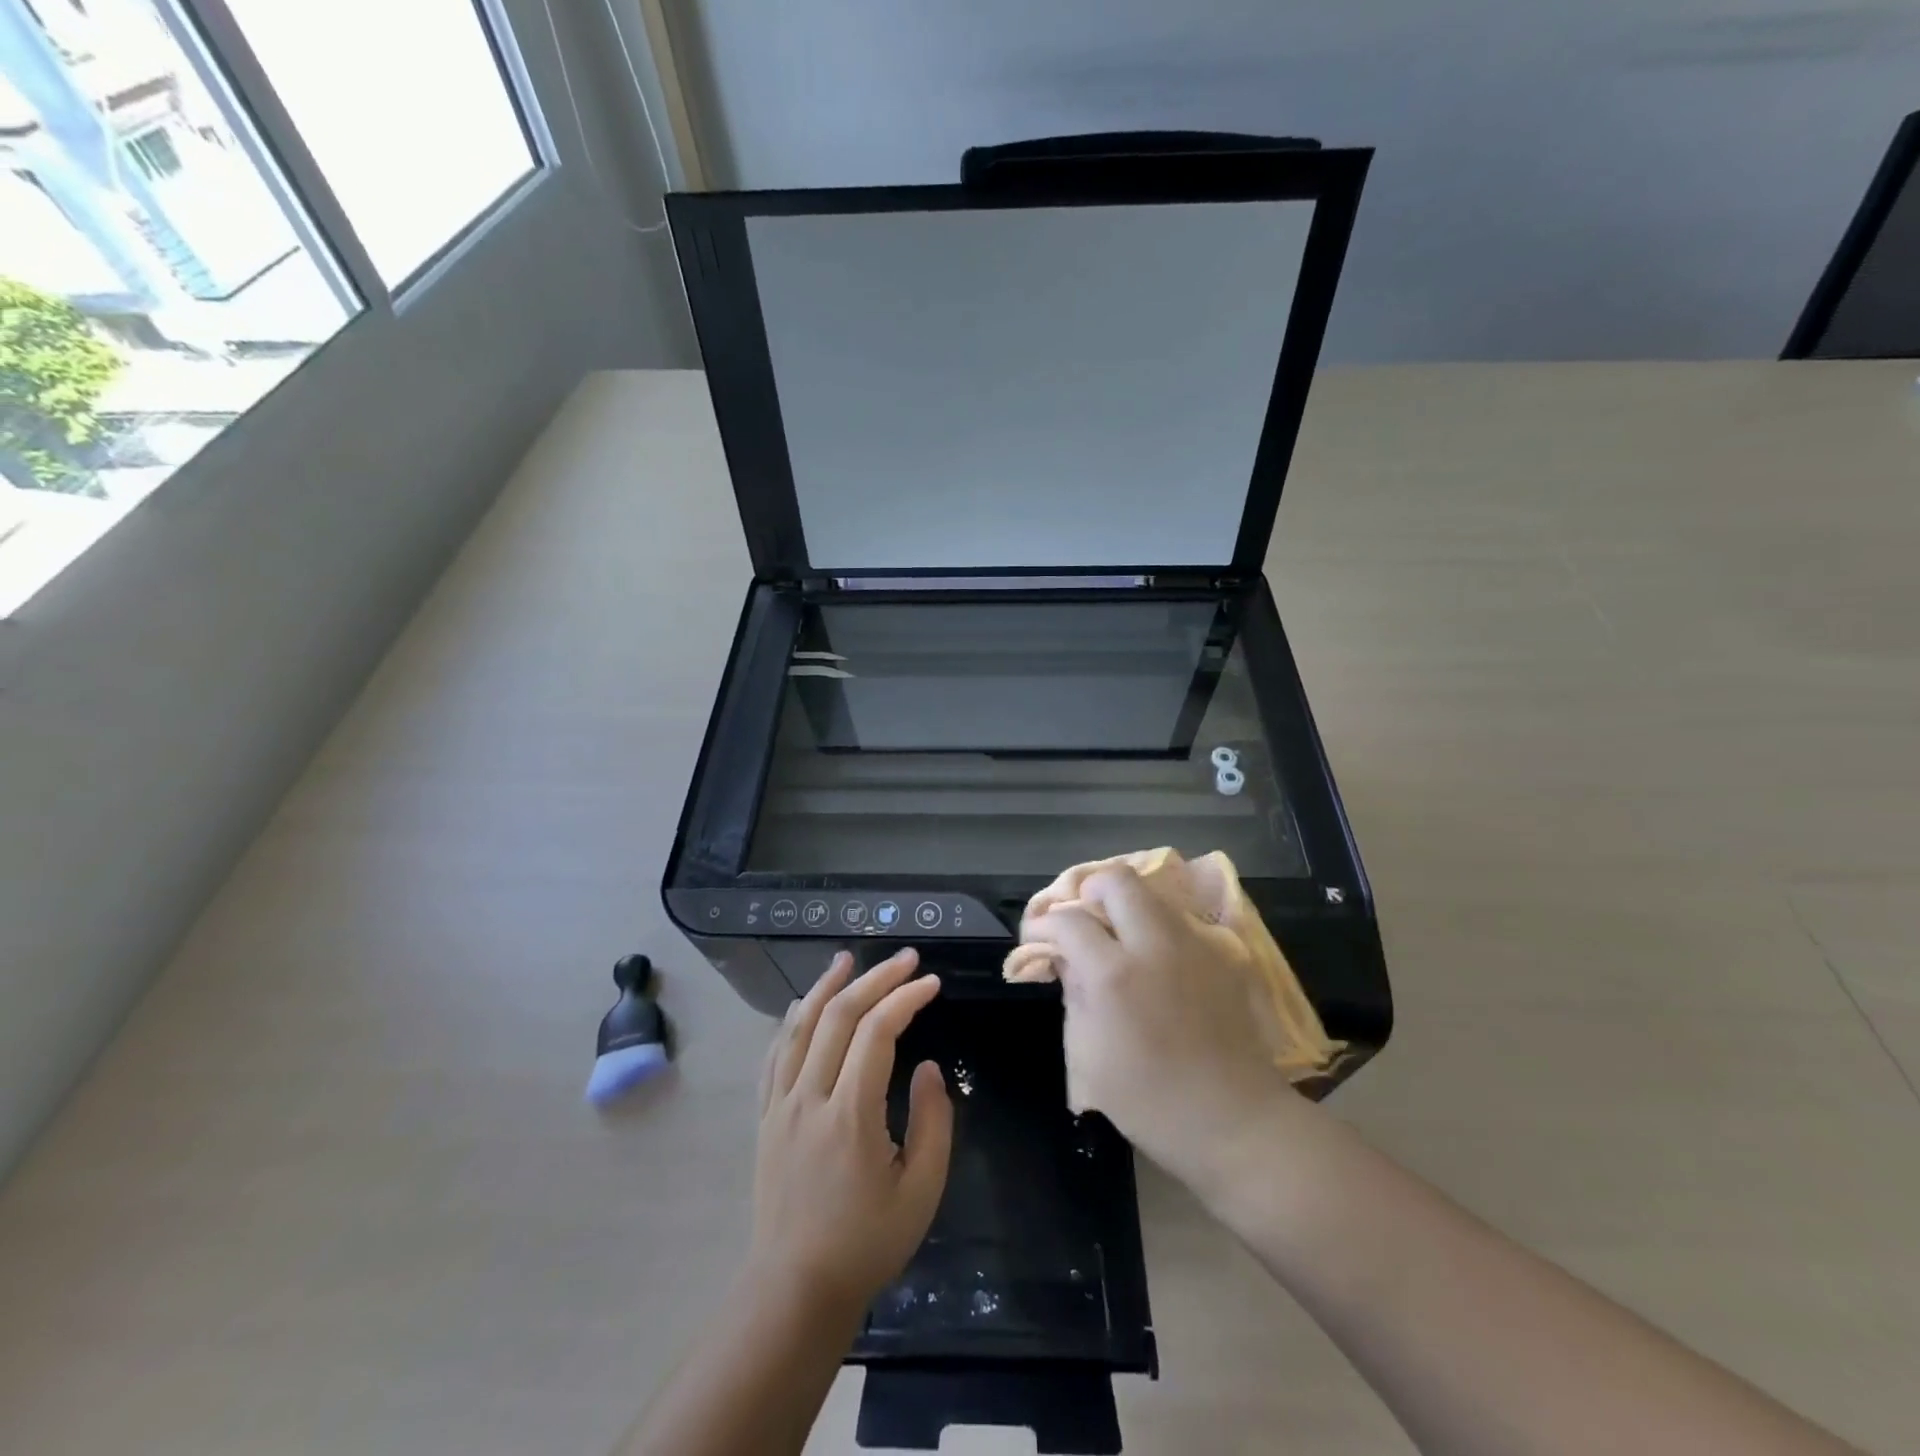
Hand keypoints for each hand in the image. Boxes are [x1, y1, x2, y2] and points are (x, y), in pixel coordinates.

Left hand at [749, 950, 951, 1318]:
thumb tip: (926, 1067)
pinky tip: (802, 1006)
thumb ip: (932, 1123)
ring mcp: (779, 1105)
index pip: (876, 1033)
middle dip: (875, 979)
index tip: (931, 983)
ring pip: (799, 1027)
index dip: (905, 999)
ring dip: (826, 986)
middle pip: (838, 1017)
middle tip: (905, 958)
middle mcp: (809, 1098)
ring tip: (847, 959)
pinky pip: (774, 1056)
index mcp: (849, 1115)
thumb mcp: (920, 1191)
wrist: (795, 1289)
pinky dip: (791, 1022)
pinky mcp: (764, 1117)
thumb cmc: (866, 1243)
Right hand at [1026, 866, 1296, 1187]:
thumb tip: (1064, 957)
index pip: (1068, 920)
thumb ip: (1072, 992)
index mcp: (1114, 975)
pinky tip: (1154, 958)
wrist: (1234, 1121)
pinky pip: (1180, 919)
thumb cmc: (1148, 1100)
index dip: (1043, 925)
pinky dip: (1157, 926)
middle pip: (1115, 880)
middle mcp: (1155, 944)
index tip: (1037, 939)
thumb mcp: (1086, 1053)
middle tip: (1080, 921)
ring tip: (1116, 937)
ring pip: (1152, 892)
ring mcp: (1195, 943)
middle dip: (1088, 891)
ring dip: (1125, 905)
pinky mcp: (1223, 952)